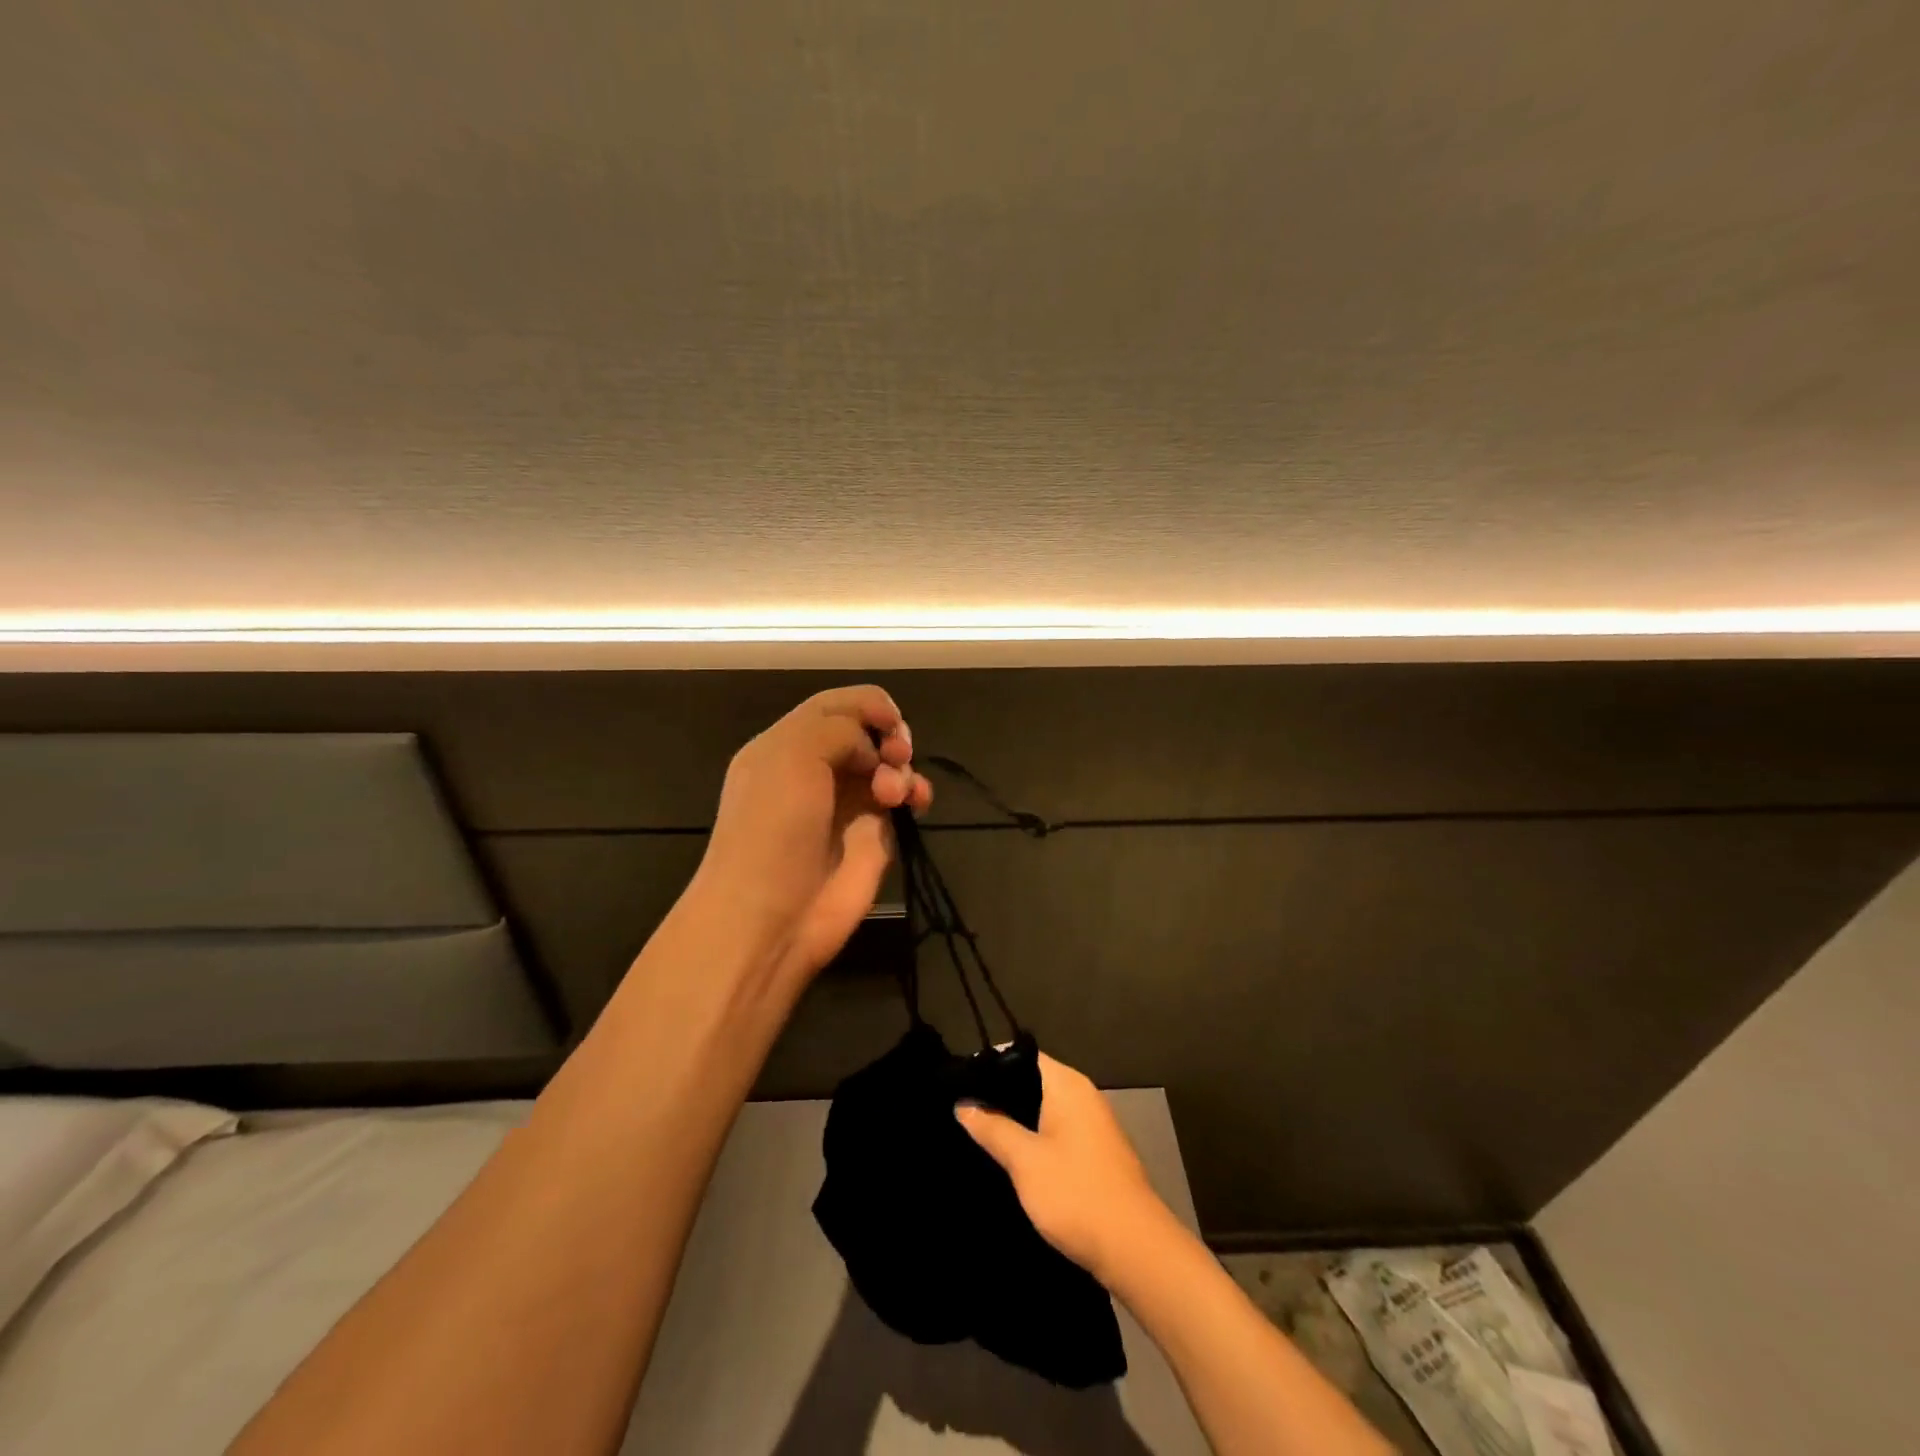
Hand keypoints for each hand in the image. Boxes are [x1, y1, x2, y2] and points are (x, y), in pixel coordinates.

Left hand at [692, 685, 932, 987]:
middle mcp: (817, 770)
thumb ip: (838, 727)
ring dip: (902, 767)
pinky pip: (902, 800)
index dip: (867, 704)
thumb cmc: (773, 828)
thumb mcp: (792, 755)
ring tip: (893, 793)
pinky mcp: (872, 836)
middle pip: (868, 731)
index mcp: (786, 745)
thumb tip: (874, 747)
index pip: (834, 706)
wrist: (770, 916)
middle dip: (889, 735)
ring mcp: (846, 803)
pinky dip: (915, 792)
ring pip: (889, 764)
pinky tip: (916, 802)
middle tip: (895, 753)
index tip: (889, 719)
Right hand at [955, 1053, 1169, 1284]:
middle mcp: (1083, 1096)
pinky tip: (1013, 1162)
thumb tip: (963, 1104)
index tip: (959, 1083)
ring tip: (979, 1136)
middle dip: (1000, 1098)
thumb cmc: (1076, 1194)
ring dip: (1017, 1123)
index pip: (1023, 1056)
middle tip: (962, 1113)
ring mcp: (1093, 1126)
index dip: (990, 1066)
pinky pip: (1057, 1134)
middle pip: (1033, 1083)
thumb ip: (992, 1128)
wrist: (1135, 1250)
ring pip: (1044, 1112)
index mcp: (1068, 1085)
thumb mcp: (1025, 1161)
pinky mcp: (1097, 1155)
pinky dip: (1035, 1142)